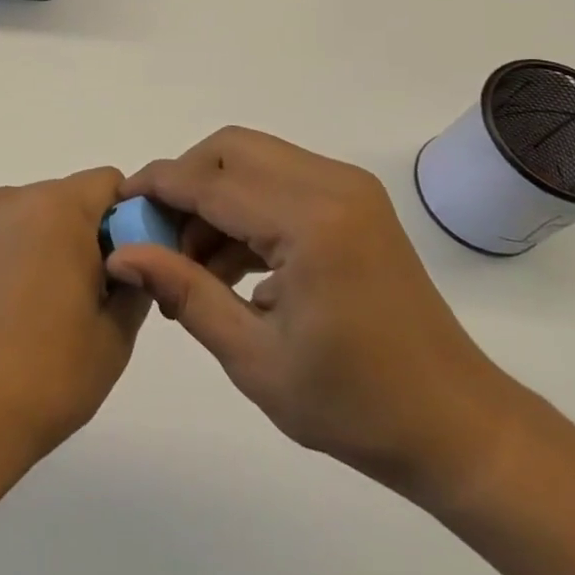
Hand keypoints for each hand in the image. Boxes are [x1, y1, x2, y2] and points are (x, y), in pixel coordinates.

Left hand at [0, 168, 151, 469]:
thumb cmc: (48, 375)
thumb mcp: (115, 333)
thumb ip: (136, 280)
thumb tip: (131, 259)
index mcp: (56, 209)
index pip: (107, 184)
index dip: (126, 218)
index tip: (125, 266)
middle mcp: (11, 201)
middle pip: (64, 199)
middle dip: (83, 235)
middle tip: (86, 297)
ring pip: (27, 218)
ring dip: (43, 246)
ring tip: (39, 311)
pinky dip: (6, 259)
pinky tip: (1, 313)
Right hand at [105, 128, 526, 505]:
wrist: (456, 425)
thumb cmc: (355, 405)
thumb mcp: (254, 358)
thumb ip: (184, 292)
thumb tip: (122, 255)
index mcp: (311, 223)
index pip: (210, 182)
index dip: (157, 187)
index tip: (118, 204)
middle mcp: (332, 185)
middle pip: (230, 148)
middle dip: (184, 181)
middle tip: (158, 236)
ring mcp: (348, 187)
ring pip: (253, 158)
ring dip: (212, 194)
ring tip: (191, 262)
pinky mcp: (354, 200)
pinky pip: (279, 179)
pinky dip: (244, 205)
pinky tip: (229, 262)